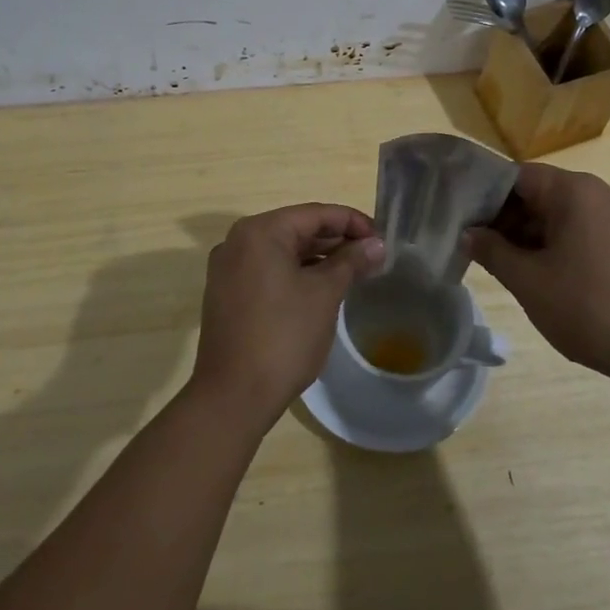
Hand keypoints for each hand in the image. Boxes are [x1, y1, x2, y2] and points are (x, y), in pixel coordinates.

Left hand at [191, 204, 385, 424]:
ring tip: (354, 272)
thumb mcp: (324, 294)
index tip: (382, 239)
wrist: (233, 396)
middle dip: (336, 240)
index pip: (315, 214)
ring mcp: (229, 268)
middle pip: (297, 229)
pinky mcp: (228, 293)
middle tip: (372, 256)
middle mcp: (238, 241)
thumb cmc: (283, 337)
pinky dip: (296, 273)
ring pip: (282, 251)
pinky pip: (268, 270)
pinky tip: (322, 289)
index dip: (352, 222)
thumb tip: (376, 244)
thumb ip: (351, 262)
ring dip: (318, 258)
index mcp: (260, 231)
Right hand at [467, 163, 609, 387]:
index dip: (484, 197)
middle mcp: (598, 194)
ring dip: (527, 237)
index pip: (515, 177)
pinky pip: (579, 234)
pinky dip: (553, 248)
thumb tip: (468, 234)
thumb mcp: (528, 281)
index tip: (461, 220)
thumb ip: (492, 251)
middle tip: (474, 247)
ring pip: (557, 217)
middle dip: (504, 220)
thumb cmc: (589, 307)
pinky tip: (535, 277)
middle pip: (537, 195)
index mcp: (574, 191)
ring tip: (499, 266)